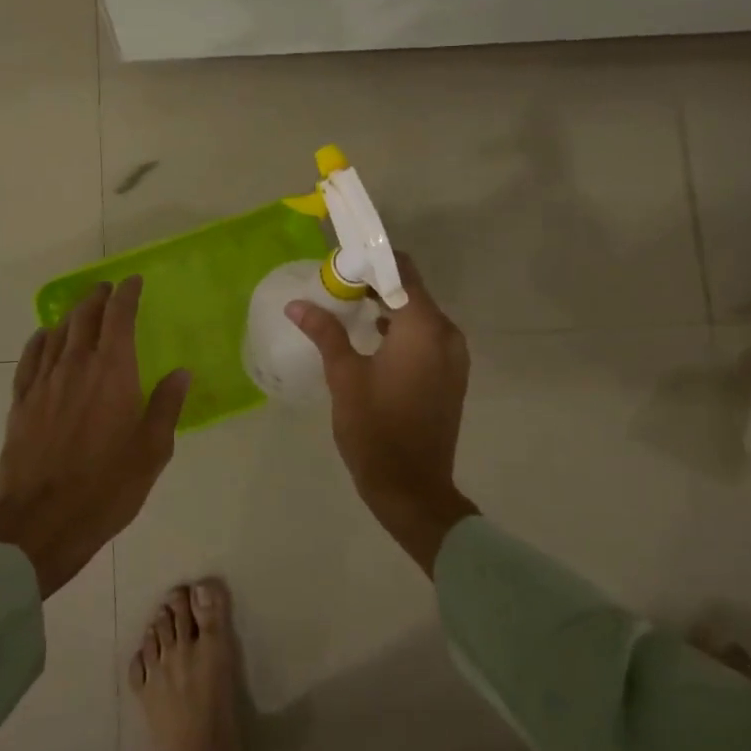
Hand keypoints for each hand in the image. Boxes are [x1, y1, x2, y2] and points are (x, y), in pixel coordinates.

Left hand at [0, 278, 190, 597]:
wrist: (41, 521)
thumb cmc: (107, 487)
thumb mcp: (152, 451)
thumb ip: (166, 406)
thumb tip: (181, 373)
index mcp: (113, 373)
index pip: (119, 318)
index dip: (126, 295)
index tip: (132, 281)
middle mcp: (76, 366)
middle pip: (85, 318)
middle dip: (98, 298)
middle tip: (108, 289)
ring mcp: (44, 383)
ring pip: (57, 333)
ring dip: (72, 314)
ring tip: (82, 308)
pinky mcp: (21, 403)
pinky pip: (30, 358)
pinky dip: (40, 340)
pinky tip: (44, 338)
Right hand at [287, 253, 478, 574]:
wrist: (412, 489)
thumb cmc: (375, 429)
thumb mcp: (344, 377)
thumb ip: (325, 332)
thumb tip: (297, 304)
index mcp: (424, 327)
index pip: (401, 270)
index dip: (371, 261)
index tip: (340, 262)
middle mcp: (446, 333)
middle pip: (411, 289)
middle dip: (375, 282)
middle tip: (336, 285)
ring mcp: (453, 356)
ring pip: (419, 314)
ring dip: (387, 305)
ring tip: (348, 308)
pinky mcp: (451, 374)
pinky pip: (426, 336)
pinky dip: (401, 329)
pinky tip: (372, 338)